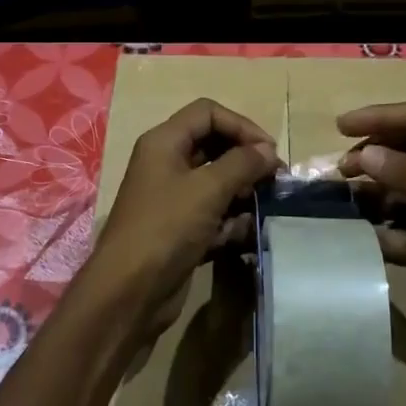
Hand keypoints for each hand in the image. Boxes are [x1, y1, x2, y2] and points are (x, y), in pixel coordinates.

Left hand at [79, 99, 279, 342]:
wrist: (130, 291)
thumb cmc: (166, 228)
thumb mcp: (208, 189)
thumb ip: (243, 164)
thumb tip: (268, 152)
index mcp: (164, 143)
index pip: (207, 113)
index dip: (241, 125)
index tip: (269, 151)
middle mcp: (166, 164)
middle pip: (214, 147)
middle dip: (246, 162)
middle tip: (276, 181)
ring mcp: (173, 199)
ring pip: (217, 184)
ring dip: (243, 194)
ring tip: (264, 209)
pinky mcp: (180, 230)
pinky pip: (213, 215)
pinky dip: (231, 223)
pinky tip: (246, 236)